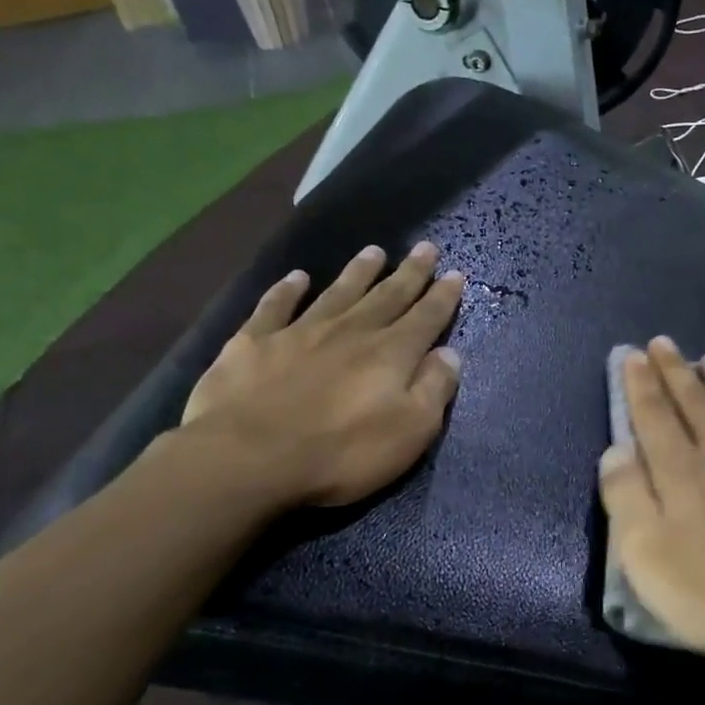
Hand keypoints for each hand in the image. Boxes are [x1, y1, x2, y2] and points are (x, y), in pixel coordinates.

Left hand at [179, 242, 464, 508]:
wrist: (249, 456)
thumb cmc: (342, 452)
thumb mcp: (410, 431)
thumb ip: (434, 389)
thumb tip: (450, 354)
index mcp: (391, 354)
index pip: (426, 318)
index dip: (443, 296)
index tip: (456, 273)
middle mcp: (351, 331)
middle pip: (387, 296)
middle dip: (410, 273)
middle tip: (425, 248)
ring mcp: (301, 331)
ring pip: (338, 292)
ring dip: (358, 271)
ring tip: (374, 251)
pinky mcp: (256, 341)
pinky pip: (276, 306)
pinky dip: (287, 289)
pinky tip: (296, 277)